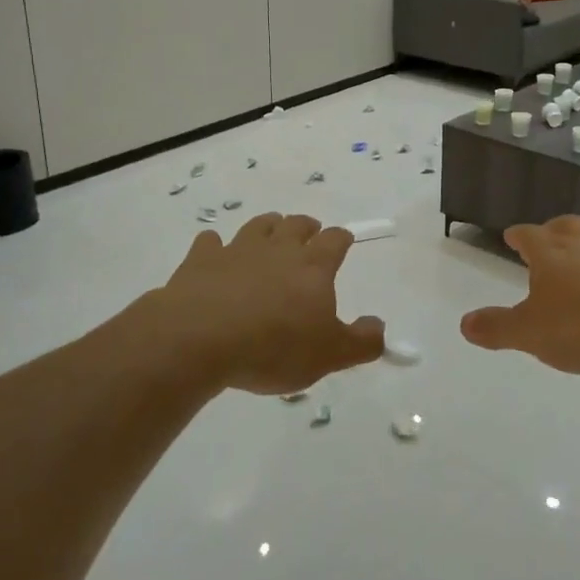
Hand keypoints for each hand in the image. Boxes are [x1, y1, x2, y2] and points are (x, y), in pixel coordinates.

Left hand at [147, 214, 384, 395]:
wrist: (199, 339)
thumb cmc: (273, 347)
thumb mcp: (329, 355)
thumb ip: (362, 341)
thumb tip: (380, 327)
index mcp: (313, 266)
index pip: (335, 239)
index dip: (341, 238)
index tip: (344, 241)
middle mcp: (278, 248)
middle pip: (296, 224)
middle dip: (306, 227)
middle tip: (309, 235)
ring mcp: (237, 250)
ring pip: (258, 225)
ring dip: (268, 227)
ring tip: (270, 234)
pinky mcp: (201, 259)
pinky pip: (210, 242)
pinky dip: (215, 245)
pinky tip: (215, 253)